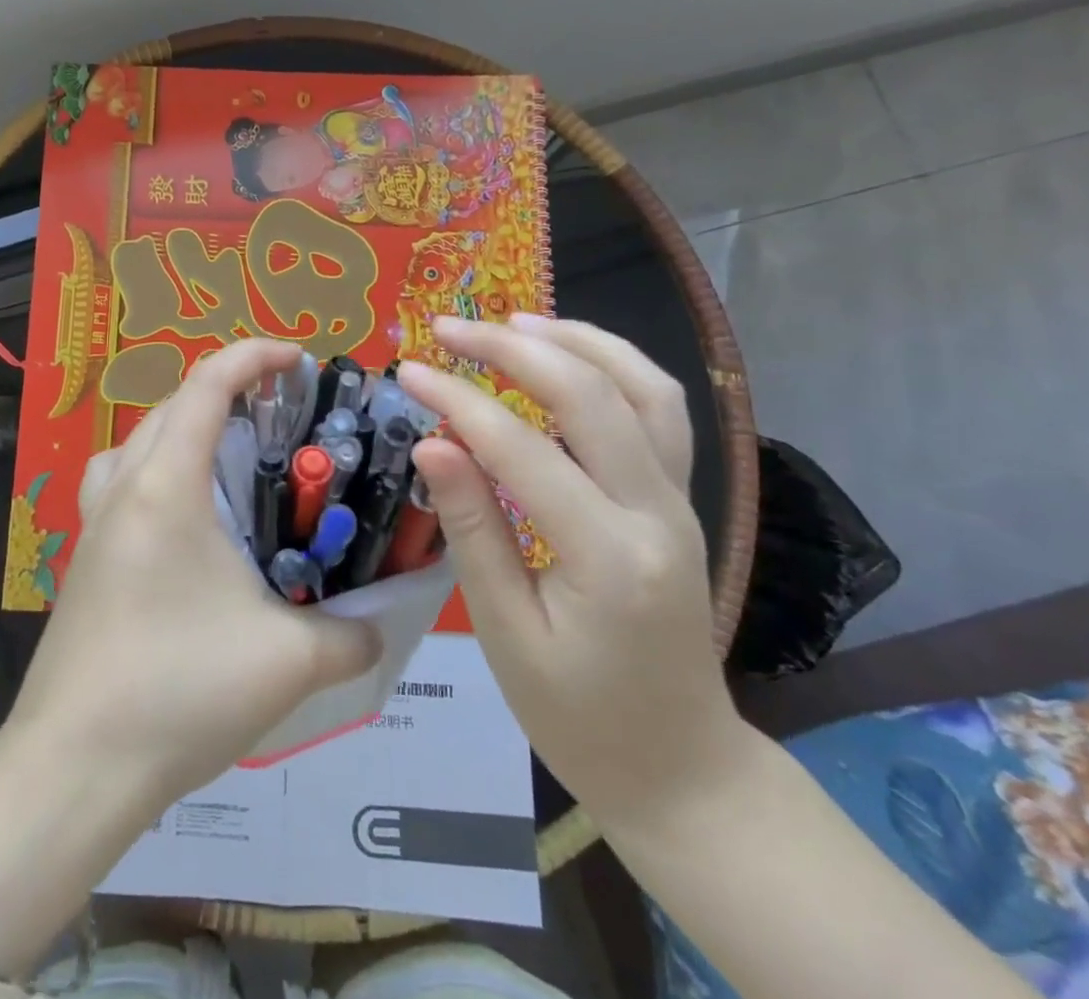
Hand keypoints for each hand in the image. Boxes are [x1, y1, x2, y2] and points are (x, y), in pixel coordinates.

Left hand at [6, 338, 380, 808]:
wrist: (74, 766)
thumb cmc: (179, 691)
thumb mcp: (288, 663)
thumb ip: (350, 636)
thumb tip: (379, 627)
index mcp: (167, 486)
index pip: (208, 385)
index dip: (254, 356)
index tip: (298, 359)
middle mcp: (124, 488)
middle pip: (171, 405)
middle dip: (226, 391)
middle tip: (279, 414)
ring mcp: (94, 523)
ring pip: (137, 441)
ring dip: (183, 428)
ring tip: (228, 457)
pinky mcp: (83, 558)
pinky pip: (118, 483)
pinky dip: (154, 471)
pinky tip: (184, 522)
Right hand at [397, 316, 748, 829]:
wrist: (681, 768)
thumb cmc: (578, 715)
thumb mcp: (506, 632)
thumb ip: (472, 528)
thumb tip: (432, 442)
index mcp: (609, 556)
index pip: (522, 450)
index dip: (458, 400)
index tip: (407, 371)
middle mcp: (658, 513)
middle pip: (591, 395)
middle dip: (512, 349)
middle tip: (447, 328)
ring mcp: (681, 501)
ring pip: (644, 387)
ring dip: (577, 340)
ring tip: (513, 320)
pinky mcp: (680, 500)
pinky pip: (658, 411)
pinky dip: (613, 366)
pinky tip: (566, 356)